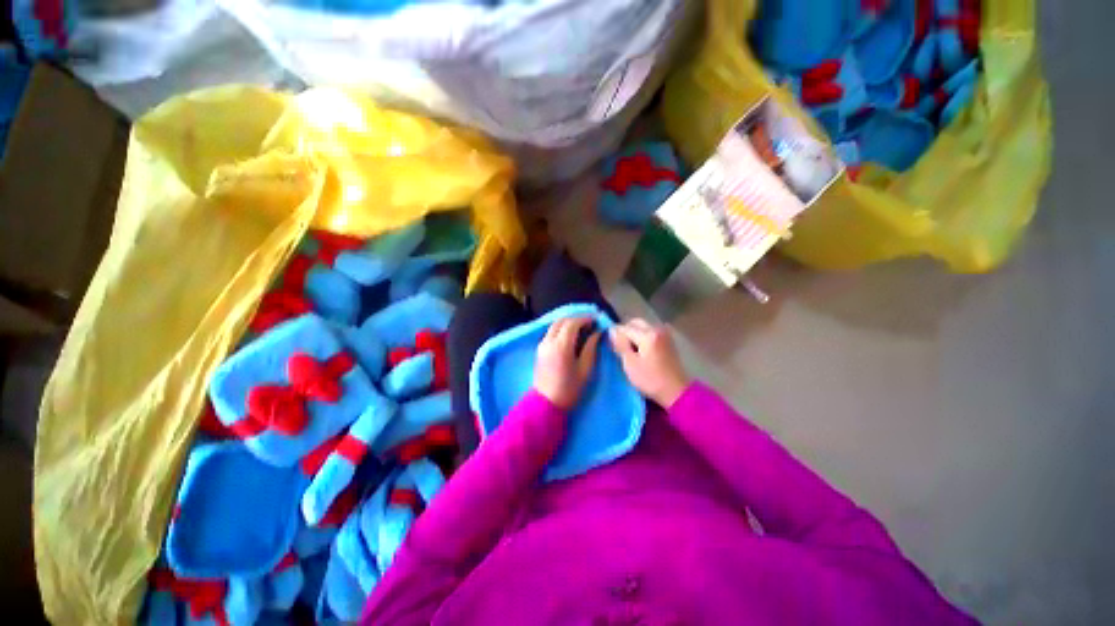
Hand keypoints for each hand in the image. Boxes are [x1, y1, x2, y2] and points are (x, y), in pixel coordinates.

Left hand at [534, 317, 601, 409]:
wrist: (546, 404)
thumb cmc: (569, 389)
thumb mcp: (585, 368)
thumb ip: (591, 347)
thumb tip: (597, 333)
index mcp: (561, 345)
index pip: (573, 323)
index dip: (585, 319)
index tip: (597, 320)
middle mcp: (549, 340)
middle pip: (562, 320)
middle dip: (577, 319)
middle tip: (590, 323)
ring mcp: (542, 344)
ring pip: (555, 325)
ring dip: (568, 323)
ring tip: (582, 329)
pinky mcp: (539, 349)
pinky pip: (551, 332)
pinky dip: (561, 329)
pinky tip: (571, 336)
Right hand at [609, 319, 689, 406]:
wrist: (676, 391)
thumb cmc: (650, 380)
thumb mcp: (630, 364)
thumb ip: (620, 344)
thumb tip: (612, 330)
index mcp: (648, 334)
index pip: (625, 328)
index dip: (616, 335)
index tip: (611, 346)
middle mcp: (657, 328)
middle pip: (635, 323)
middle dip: (626, 332)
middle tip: (621, 348)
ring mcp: (665, 333)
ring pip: (643, 327)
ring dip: (634, 334)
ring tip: (631, 350)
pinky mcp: (668, 340)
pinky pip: (650, 332)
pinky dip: (643, 337)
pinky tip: (641, 351)